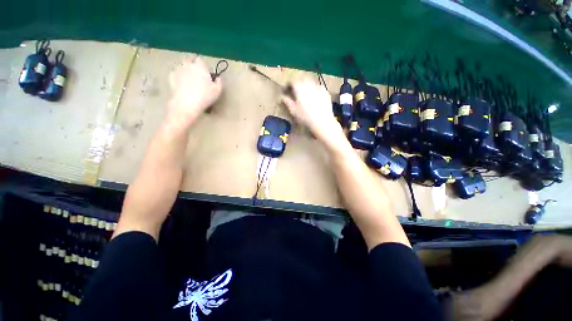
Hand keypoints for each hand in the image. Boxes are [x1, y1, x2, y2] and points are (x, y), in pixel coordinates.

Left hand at [167, 56, 221, 124]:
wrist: (187, 104)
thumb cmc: (205, 96)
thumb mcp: (217, 90)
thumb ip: (219, 82)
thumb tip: (218, 78)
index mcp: (200, 67)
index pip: (200, 59)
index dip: (203, 65)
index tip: (205, 72)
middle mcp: (188, 65)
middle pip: (189, 59)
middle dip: (192, 63)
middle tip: (197, 73)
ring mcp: (178, 70)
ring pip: (182, 66)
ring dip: (185, 69)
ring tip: (189, 79)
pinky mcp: (171, 77)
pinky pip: (175, 73)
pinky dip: (179, 76)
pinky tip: (182, 84)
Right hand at [281, 79, 341, 144]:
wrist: (322, 122)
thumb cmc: (305, 117)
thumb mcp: (293, 111)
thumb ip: (287, 101)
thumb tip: (282, 97)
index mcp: (299, 87)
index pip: (291, 82)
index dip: (287, 86)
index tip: (285, 91)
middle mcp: (309, 84)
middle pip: (301, 79)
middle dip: (297, 84)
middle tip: (294, 92)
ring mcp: (318, 87)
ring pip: (310, 82)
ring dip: (306, 86)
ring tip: (304, 94)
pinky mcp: (326, 92)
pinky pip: (318, 87)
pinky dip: (314, 90)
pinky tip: (314, 97)